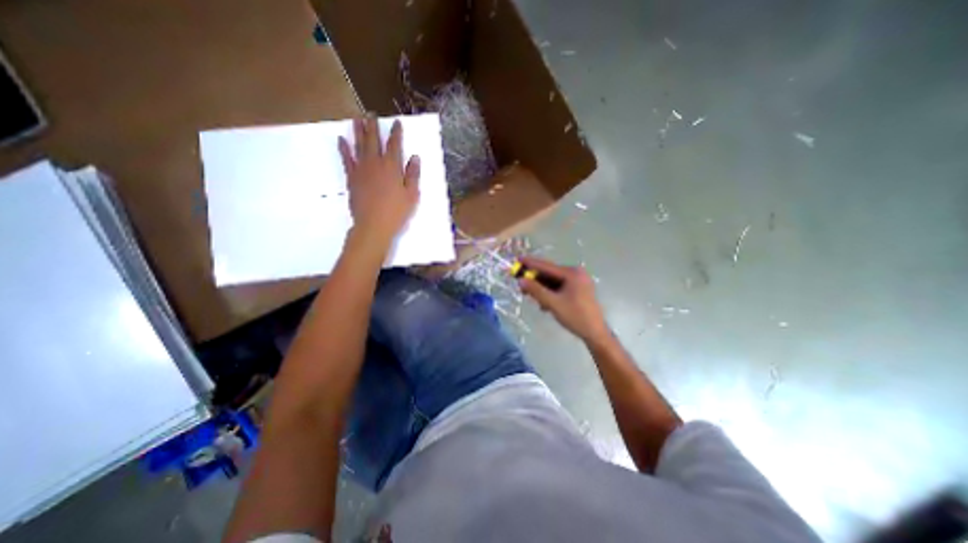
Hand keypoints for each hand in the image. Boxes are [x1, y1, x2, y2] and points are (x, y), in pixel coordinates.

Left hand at [338, 117, 419, 245]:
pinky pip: (346, 159)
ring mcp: (361, 169)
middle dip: (373, 125)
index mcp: (392, 167)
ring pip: (359, 145)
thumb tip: (415, 157)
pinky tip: (341, 139)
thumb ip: (413, 175)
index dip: (396, 132)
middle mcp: (376, 163)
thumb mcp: (412, 195)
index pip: (395, 145)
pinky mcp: (351, 178)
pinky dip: (343, 149)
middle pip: (374, 140)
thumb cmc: (397, 212)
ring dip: (358, 131)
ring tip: (356, 118)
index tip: (396, 122)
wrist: (373, 225)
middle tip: (370, 113)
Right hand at [514, 256, 611, 344]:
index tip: (518, 259)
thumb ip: (536, 290)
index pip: (547, 266)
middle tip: (521, 285)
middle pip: (550, 274)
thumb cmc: (575, 316)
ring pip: (554, 281)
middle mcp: (576, 273)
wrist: (595, 333)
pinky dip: (551, 293)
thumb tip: (521, 280)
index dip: (530, 263)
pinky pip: (560, 286)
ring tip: (533, 299)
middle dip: (535, 280)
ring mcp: (578, 281)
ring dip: (542, 289)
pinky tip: (545, 304)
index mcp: (572, 273)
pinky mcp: (578, 289)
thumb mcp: (553, 303)